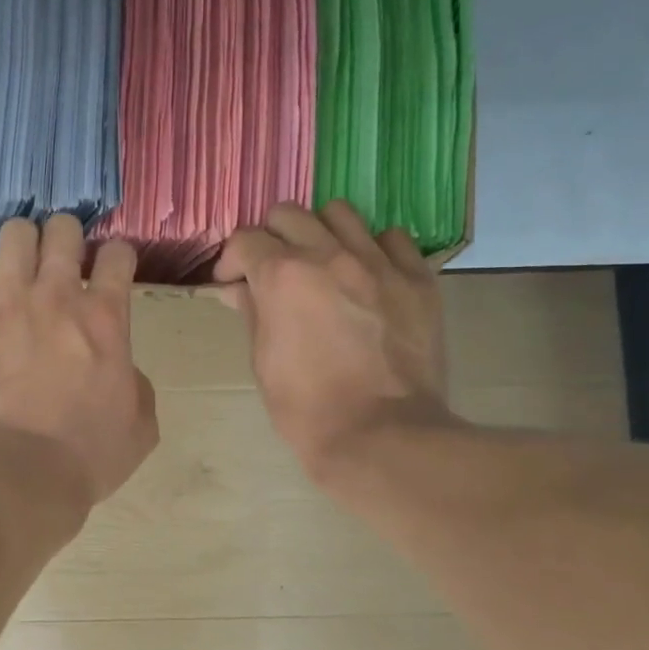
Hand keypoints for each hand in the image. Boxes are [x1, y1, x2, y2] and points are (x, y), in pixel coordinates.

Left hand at [0, 214, 158, 509]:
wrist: (18, 474)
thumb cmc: (86, 455)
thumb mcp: (140, 426)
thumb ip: (136, 384)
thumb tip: (121, 369)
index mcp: (106, 319)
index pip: (118, 255)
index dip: (117, 256)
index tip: (112, 269)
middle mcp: (57, 297)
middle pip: (62, 230)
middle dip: (65, 236)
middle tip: (62, 259)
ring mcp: (8, 304)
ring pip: (14, 235)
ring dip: (22, 244)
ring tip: (20, 265)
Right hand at [214, 201, 457, 479]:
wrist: (381, 435)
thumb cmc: (307, 409)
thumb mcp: (263, 362)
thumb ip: (252, 312)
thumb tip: (238, 288)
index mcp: (282, 276)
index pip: (245, 240)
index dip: (231, 260)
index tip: (232, 282)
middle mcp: (329, 255)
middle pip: (289, 214)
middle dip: (272, 238)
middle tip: (273, 270)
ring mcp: (378, 262)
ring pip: (341, 213)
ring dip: (322, 233)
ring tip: (323, 264)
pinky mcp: (417, 279)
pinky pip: (393, 239)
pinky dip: (374, 250)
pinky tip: (368, 276)